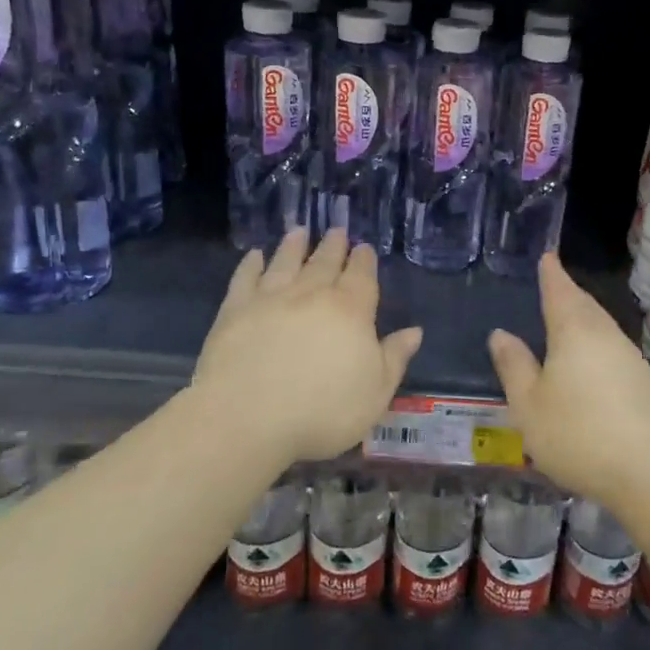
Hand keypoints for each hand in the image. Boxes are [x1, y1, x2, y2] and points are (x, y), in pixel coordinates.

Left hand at [194, 229, 422, 462]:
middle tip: (337, 231)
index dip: (364, 261)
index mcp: (351, 311)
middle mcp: (312, 294)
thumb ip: (394, 358)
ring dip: (294, 246)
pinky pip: (245, 279)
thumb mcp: (376, 393)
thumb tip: (414, 330)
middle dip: (333, 246)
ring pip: (286, 262)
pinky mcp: (234, 310)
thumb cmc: (322, 412)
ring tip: (299, 231)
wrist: (247, 419)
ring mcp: (270, 299)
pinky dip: (251, 265)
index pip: (361, 276)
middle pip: (325, 263)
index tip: (364, 247)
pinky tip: (255, 256)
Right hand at [487, 253, 649, 508]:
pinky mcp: (642, 380)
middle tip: (553, 283)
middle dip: (567, 292)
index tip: (547, 257)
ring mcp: (629, 357)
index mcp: (575, 331)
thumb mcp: (529, 405)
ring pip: (600, 325)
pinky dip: (595, 340)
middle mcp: (605, 334)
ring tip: (566, 316)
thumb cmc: (578, 433)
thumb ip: (514, 366)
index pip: (560, 291)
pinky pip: (611, 345)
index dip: (551, 274)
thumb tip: (501, 334)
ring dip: (583, 316)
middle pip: (584, 304)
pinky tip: (588, 357)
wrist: (648, 471)